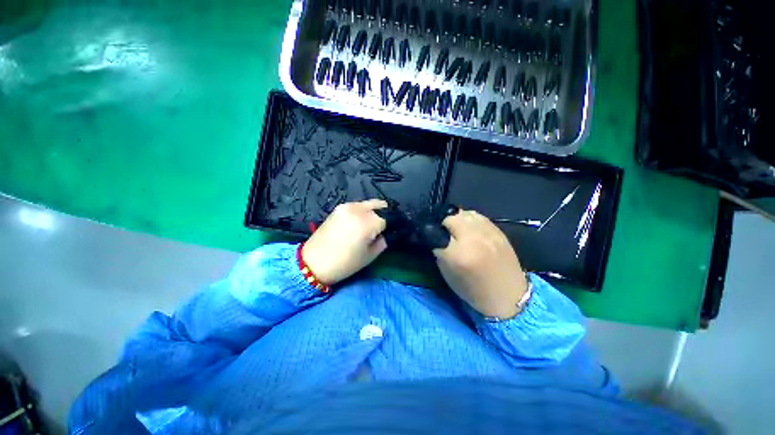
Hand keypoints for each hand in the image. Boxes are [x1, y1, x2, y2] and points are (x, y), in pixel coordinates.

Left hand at [302, 199, 387, 284]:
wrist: (313, 262)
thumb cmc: (344, 263)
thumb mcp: (370, 256)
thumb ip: (382, 241)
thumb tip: (385, 233)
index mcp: (367, 222)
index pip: (388, 218)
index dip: (390, 226)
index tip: (389, 233)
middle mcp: (358, 209)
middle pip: (380, 206)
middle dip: (383, 215)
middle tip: (381, 228)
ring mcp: (347, 206)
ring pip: (369, 204)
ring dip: (373, 212)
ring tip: (370, 225)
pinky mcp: (339, 207)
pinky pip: (358, 206)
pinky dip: (363, 211)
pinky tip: (358, 223)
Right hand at [433, 209, 528, 317]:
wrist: (508, 295)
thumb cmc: (473, 290)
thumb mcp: (447, 274)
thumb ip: (439, 252)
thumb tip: (436, 236)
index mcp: (457, 254)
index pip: (435, 232)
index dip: (431, 233)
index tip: (431, 236)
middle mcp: (472, 239)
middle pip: (449, 218)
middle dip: (443, 224)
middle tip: (444, 233)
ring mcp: (487, 232)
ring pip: (463, 213)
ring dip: (456, 220)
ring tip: (457, 230)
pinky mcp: (498, 230)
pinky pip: (477, 216)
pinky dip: (469, 220)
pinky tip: (469, 229)